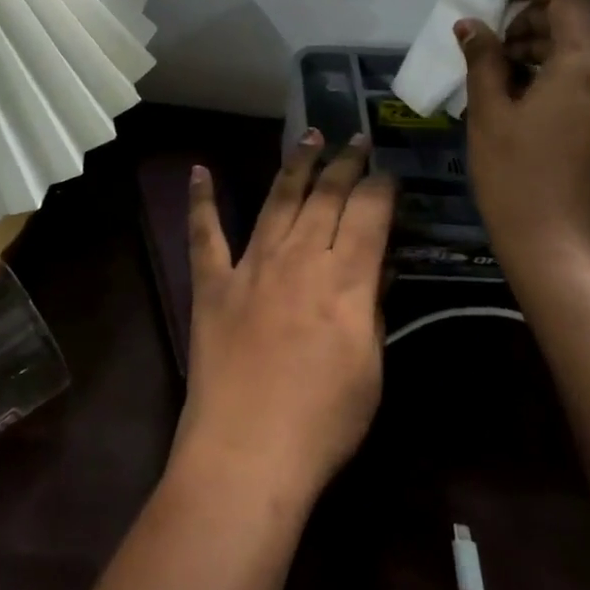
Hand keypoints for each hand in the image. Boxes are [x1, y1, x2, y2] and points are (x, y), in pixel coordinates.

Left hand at [175, 133, 394, 505]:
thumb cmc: (323, 422)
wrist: (247, 453)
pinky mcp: (213, 283)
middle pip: (326, 195)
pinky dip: (202, 200)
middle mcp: (299, 257)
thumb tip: (379, 266)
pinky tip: (199, 171)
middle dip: (345, 163)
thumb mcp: (370, 368)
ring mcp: (251, 265)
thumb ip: (373, 308)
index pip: (369, 213)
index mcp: (344, 279)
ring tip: (309, 135)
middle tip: (355, 140)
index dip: (382, 186)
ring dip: (295, 165)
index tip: (389, 171)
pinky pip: (206, 233)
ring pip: (277, 200)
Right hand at [457, 0, 589, 274]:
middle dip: (537, 16)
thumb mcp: (489, 111)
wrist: (557, 246)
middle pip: (583, 17)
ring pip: (589, 45)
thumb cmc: (514, 175)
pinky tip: (525, 89)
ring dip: (547, 41)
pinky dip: (561, 66)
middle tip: (494, 39)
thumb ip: (483, 58)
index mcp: (586, 64)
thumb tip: (471, 24)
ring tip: (502, 66)